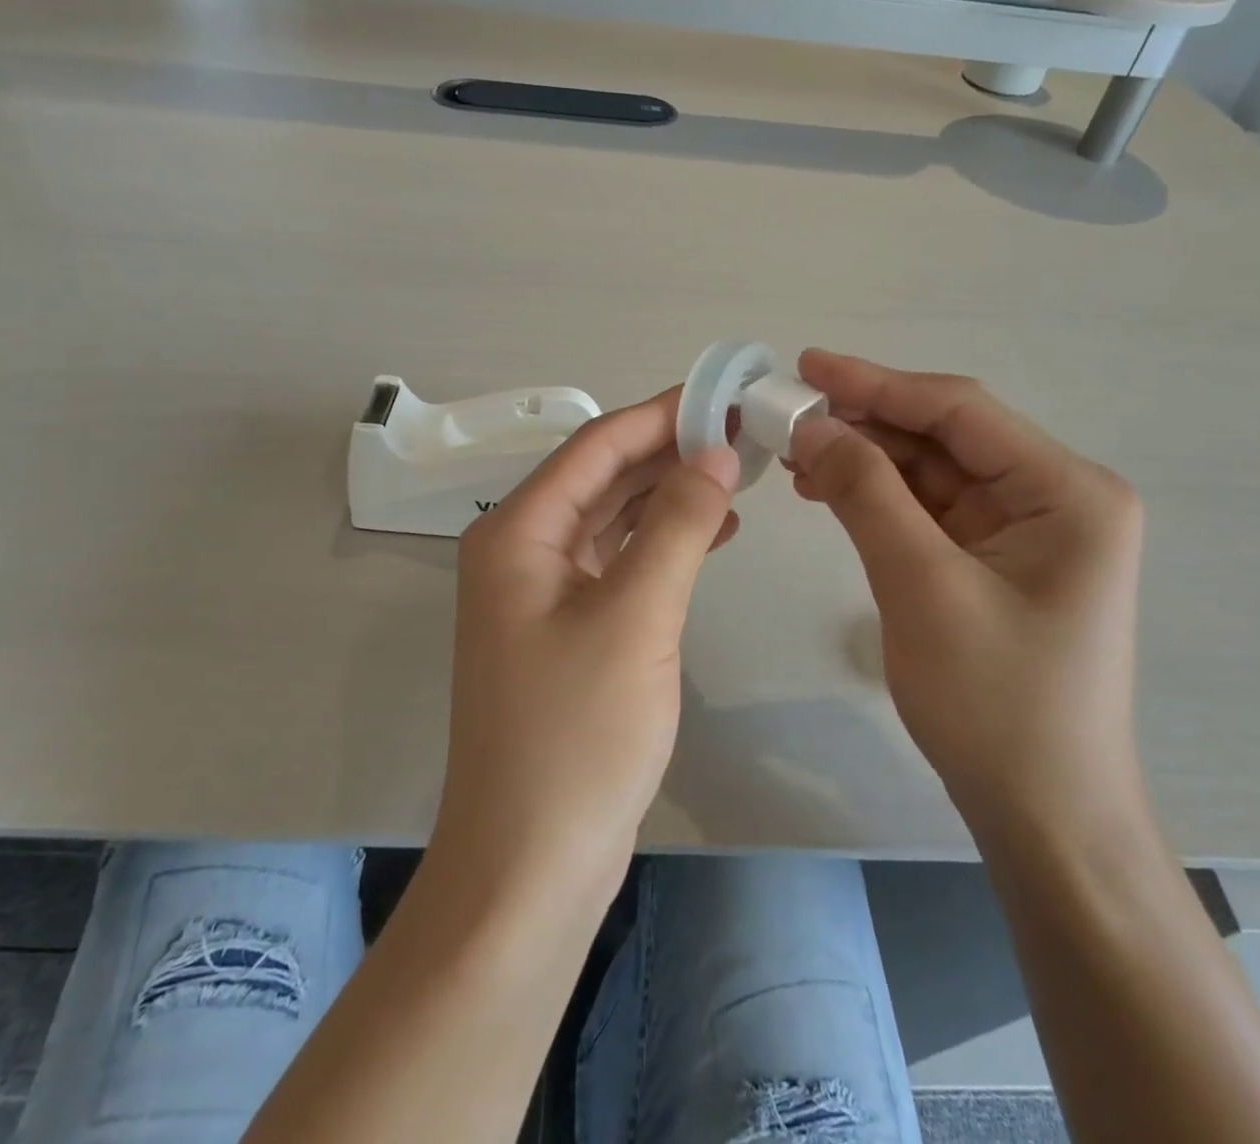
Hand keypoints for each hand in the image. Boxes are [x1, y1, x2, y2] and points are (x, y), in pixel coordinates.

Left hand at [435, 389, 739, 899]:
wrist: (531, 864)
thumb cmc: (577, 734)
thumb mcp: (637, 616)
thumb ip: (678, 524)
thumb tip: (713, 451)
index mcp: (518, 532)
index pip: (596, 446)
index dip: (659, 415)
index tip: (722, 394)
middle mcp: (521, 550)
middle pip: (602, 477)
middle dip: (669, 451)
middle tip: (741, 431)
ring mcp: (542, 592)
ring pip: (613, 519)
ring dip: (670, 495)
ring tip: (737, 473)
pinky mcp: (568, 629)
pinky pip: (619, 562)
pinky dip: (664, 543)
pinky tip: (714, 533)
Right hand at [789, 350, 1145, 844]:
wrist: (1044, 816)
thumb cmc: (995, 703)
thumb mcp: (921, 587)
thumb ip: (866, 494)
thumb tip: (813, 427)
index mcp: (1066, 491)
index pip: (959, 411)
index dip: (877, 383)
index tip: (805, 365)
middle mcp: (1055, 497)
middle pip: (945, 437)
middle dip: (865, 424)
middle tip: (786, 417)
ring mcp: (1026, 530)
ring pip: (931, 471)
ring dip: (865, 460)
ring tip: (796, 456)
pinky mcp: (997, 559)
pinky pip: (930, 509)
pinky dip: (878, 497)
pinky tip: (829, 491)